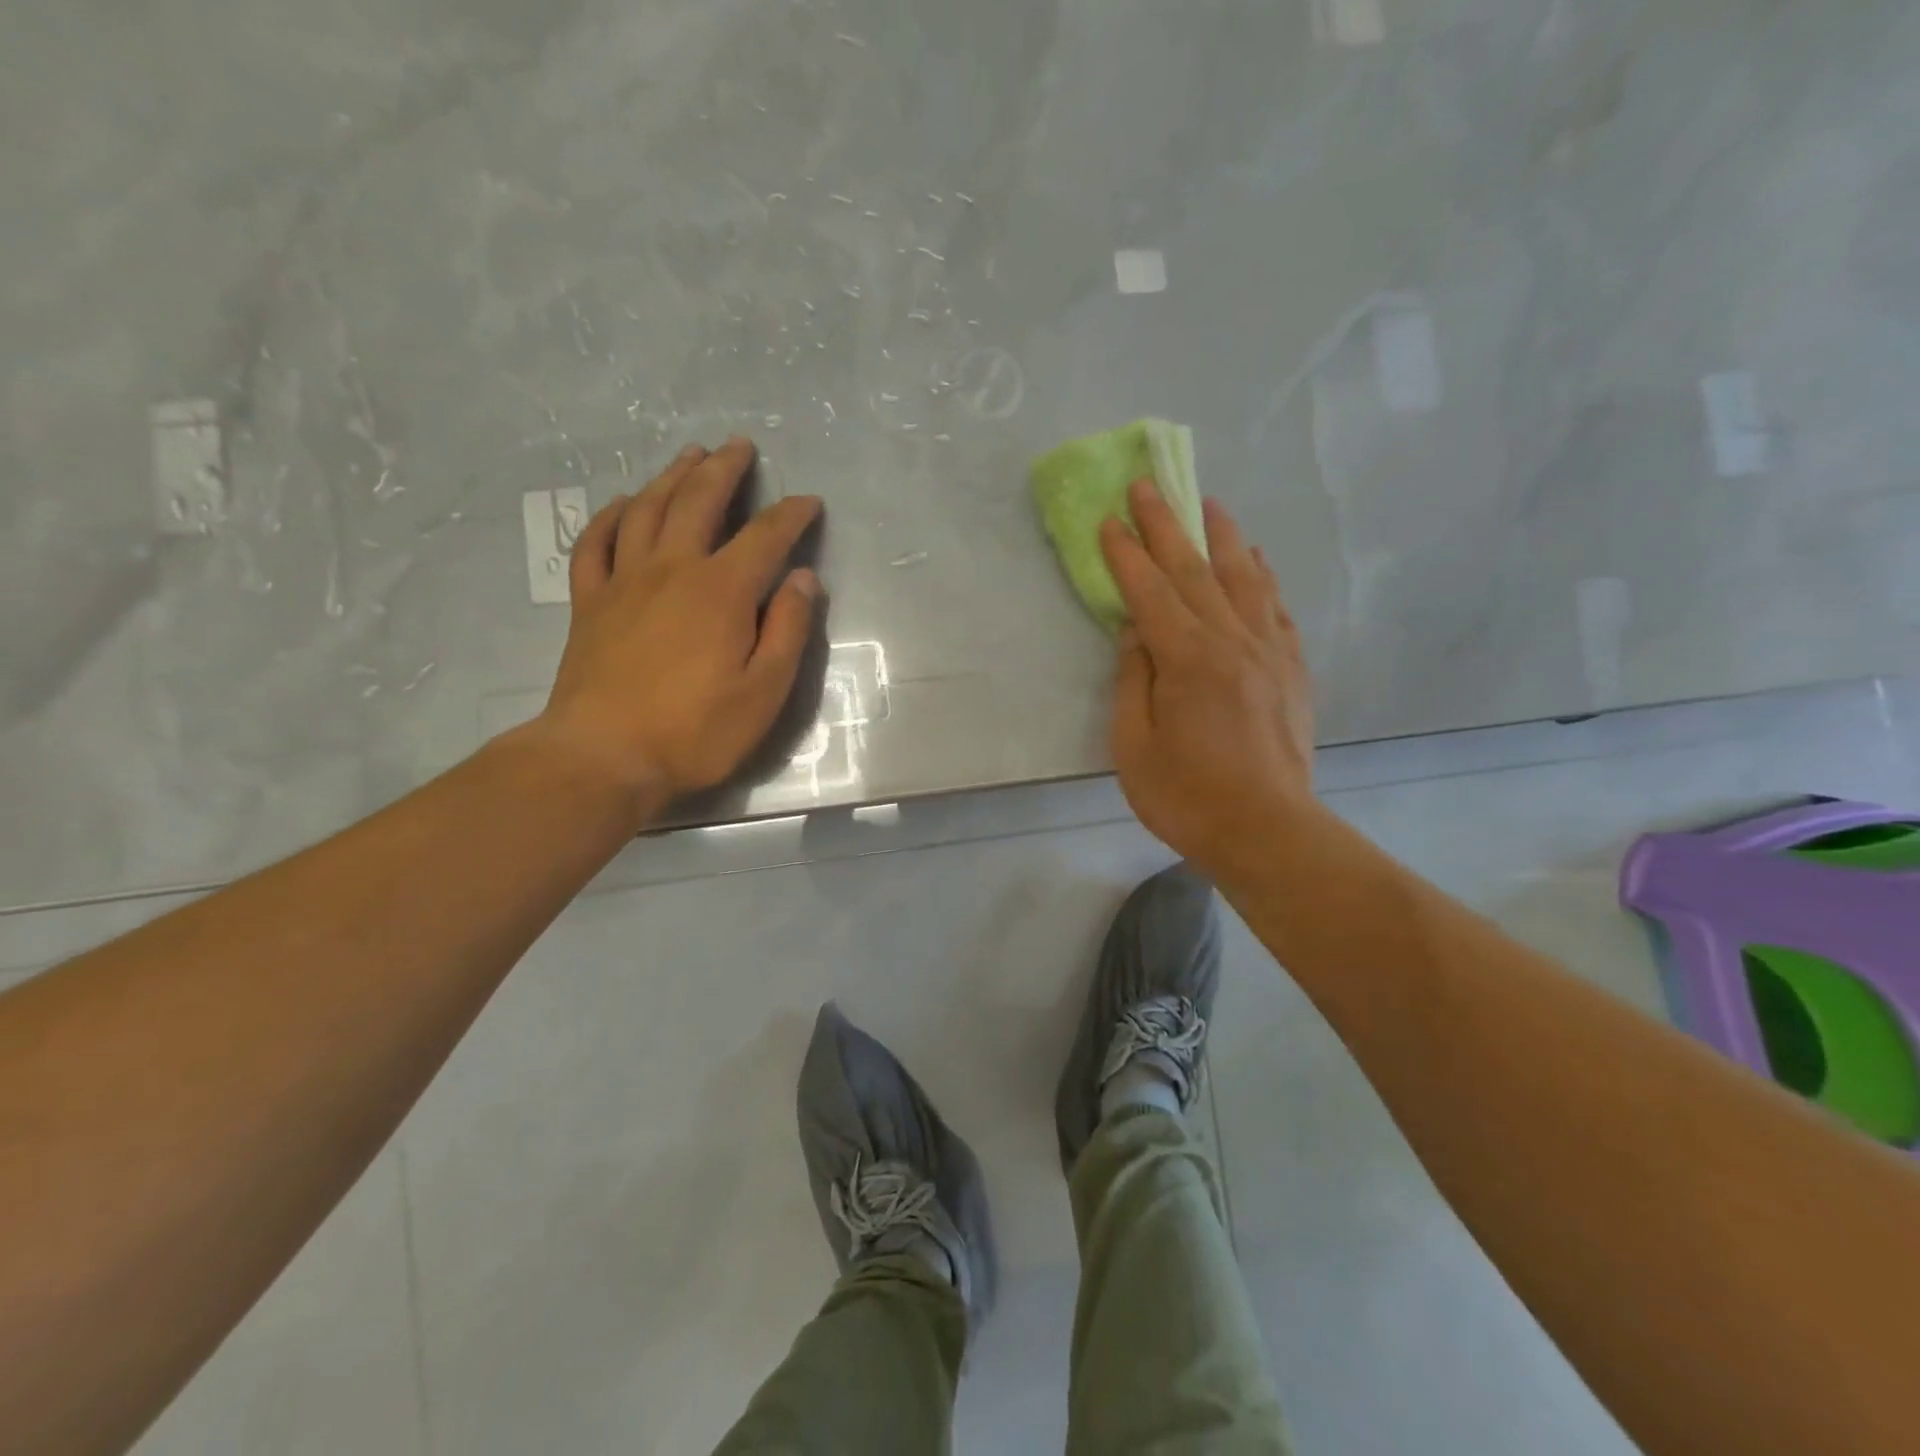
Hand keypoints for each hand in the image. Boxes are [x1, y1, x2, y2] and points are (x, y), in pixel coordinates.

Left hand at [529, 438, 822, 823]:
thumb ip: (788, 630)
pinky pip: (596, 542)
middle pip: (698, 502)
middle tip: (740, 446)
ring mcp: (624, 582)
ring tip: (690, 455)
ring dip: (672, 476)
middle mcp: (672, 569)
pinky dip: (612, 514)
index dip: (791, 514)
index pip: (765, 536)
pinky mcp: (589, 602)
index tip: (809, 502)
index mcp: (722, 591)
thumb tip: (804, 579)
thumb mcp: (765, 691)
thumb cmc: (696, 731)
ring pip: (647, 509)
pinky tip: (624, 502)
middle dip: (724, 470)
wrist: (604, 756)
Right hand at [1100, 478, 1315, 884]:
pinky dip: (1262, 576)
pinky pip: (1275, 607)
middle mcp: (1232, 641)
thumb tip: (1136, 632)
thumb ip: (1133, 681)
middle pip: (1194, 570)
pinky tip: (1254, 559)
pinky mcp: (1291, 669)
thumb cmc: (1186, 797)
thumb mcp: (1134, 746)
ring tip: (1207, 502)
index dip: (1126, 553)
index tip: (1109, 519)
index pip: (1150, 591)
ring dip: (1220, 535)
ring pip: (1243, 577)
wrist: (1267, 831)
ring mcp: (1269, 652)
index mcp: (1188, 659)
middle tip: (1147, 485)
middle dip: (1167, 524)